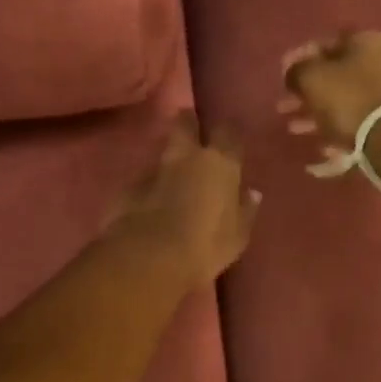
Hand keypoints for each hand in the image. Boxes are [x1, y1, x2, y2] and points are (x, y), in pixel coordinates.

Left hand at [107, 113, 260, 283]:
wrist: (149, 258)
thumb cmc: (205, 247)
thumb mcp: (237, 235)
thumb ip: (245, 210)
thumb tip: (251, 193)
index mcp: (219, 163)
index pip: (227, 131)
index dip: (227, 133)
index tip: (228, 139)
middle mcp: (186, 156)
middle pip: (184, 123)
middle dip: (188, 123)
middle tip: (192, 133)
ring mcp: (154, 168)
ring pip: (163, 150)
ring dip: (169, 159)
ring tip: (173, 176)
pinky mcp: (129, 185)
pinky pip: (145, 178)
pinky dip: (151, 185)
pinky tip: (152, 202)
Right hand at [280, 29, 380, 173]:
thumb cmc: (349, 99)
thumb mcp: (312, 78)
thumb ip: (296, 71)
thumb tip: (294, 74)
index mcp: (365, 41)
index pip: (323, 43)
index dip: (298, 58)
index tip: (282, 75)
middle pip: (334, 73)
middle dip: (306, 91)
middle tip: (284, 106)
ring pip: (344, 98)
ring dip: (317, 112)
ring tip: (294, 128)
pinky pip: (358, 118)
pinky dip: (338, 127)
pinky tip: (322, 145)